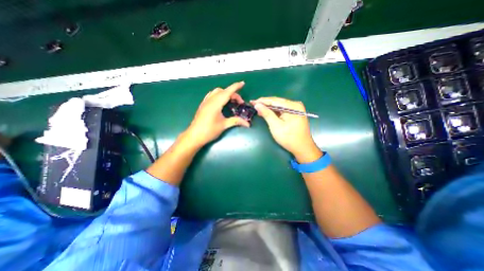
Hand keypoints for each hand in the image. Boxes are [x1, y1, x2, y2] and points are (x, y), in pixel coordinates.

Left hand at [184, 82, 248, 147]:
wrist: (194, 136)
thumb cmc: (209, 131)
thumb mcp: (224, 125)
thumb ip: (236, 121)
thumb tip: (248, 124)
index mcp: (216, 104)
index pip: (227, 92)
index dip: (235, 87)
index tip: (243, 83)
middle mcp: (210, 100)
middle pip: (223, 91)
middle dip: (233, 93)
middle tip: (239, 103)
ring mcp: (205, 102)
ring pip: (216, 92)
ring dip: (225, 93)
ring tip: (231, 101)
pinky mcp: (203, 105)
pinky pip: (211, 95)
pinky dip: (218, 95)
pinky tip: (221, 102)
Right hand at [250, 97, 320, 161]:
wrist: (302, 148)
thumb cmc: (289, 138)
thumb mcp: (275, 126)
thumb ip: (267, 114)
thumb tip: (257, 105)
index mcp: (292, 106)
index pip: (274, 100)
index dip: (262, 101)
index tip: (252, 102)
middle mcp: (295, 105)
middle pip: (277, 102)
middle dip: (265, 104)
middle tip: (254, 105)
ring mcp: (296, 109)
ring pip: (279, 106)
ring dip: (269, 108)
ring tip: (258, 109)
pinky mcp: (295, 114)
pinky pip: (282, 110)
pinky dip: (274, 112)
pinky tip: (267, 112)